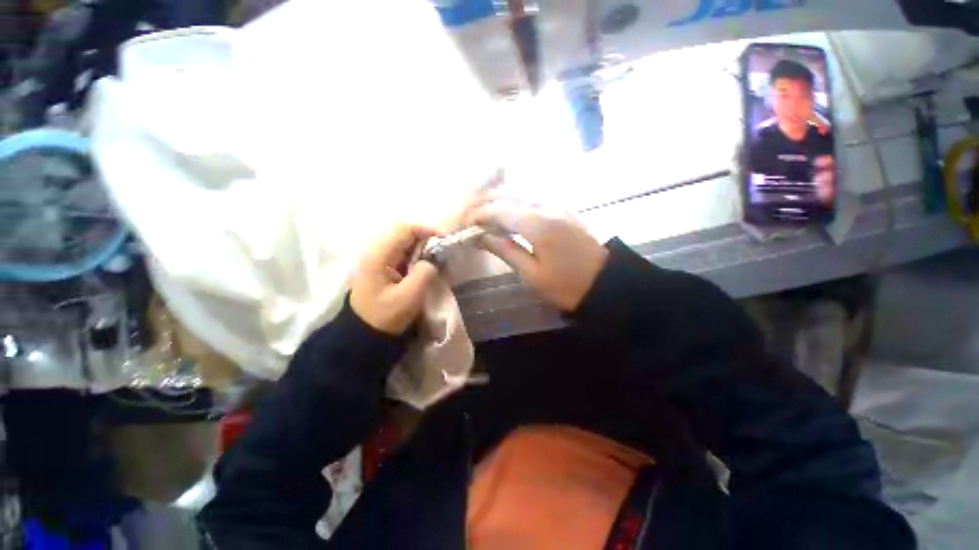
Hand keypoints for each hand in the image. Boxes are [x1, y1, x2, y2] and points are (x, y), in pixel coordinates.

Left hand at [350, 224, 439, 334]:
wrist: (363, 333)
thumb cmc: (384, 317)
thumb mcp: (408, 298)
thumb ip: (424, 275)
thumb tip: (432, 261)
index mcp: (378, 256)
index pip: (404, 229)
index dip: (427, 230)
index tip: (445, 240)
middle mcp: (376, 251)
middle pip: (404, 231)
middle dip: (427, 237)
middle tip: (443, 249)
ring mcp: (378, 257)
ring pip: (404, 240)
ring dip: (423, 244)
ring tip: (438, 255)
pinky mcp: (383, 265)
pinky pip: (403, 250)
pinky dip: (417, 252)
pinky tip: (426, 263)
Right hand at [468, 197, 607, 311]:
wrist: (606, 284)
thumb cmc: (566, 286)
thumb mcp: (532, 275)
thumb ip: (507, 251)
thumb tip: (483, 236)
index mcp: (538, 225)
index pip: (500, 209)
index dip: (480, 214)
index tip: (465, 224)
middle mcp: (548, 206)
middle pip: (510, 193)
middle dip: (487, 200)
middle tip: (470, 213)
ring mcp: (559, 205)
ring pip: (523, 191)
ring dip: (501, 197)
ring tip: (485, 209)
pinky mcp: (564, 209)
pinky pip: (535, 196)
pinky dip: (517, 199)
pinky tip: (510, 209)